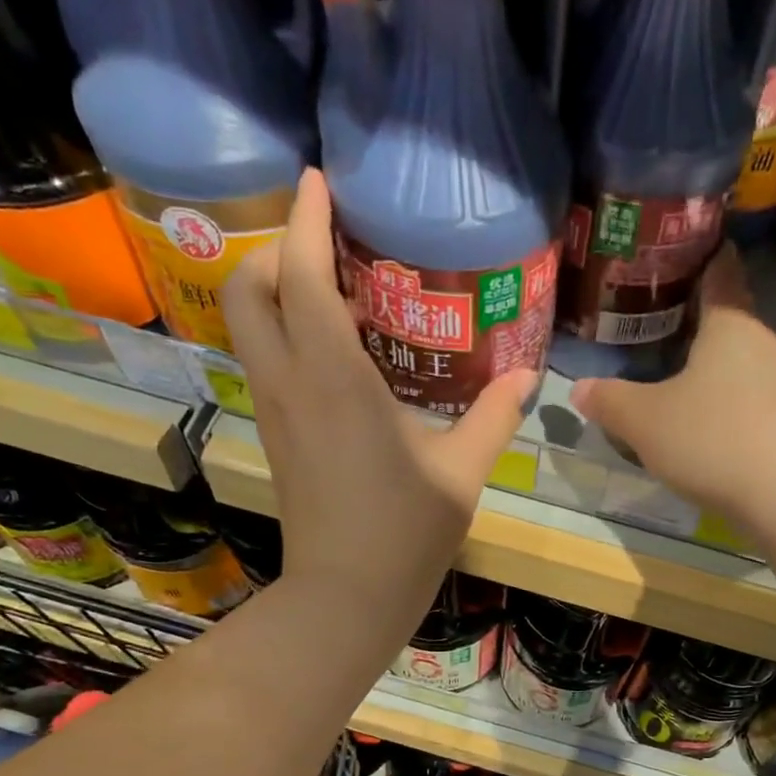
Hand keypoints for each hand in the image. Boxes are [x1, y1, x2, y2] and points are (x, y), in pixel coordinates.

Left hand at [221, 169, 535, 639]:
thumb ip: (492, 417)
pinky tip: (330, 347)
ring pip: (248, 325)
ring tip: (326, 284)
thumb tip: (527, 377)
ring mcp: (275, 411)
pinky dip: (282, 330)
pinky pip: (265, 359)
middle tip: (322, 242)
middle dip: (273, 249)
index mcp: (334, 378)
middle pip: (249, 288)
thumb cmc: (405, 532)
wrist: (345, 595)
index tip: (316, 180)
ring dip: (272, 289)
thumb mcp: (461, 472)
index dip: (304, 219)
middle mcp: (291, 382)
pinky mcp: (277, 435)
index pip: (301, 275)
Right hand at [570, 248, 775, 534]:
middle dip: (697, 324)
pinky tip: (708, 430)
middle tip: (656, 328)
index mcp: (730, 324)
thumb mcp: (644, 421)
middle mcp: (765, 344)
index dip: (701, 258)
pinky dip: (731, 407)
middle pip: (730, 323)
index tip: (680, 254)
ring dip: (714, 371)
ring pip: (742, 366)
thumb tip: (578, 389)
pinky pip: (754, 403)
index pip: (719, 273)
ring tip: (676, 381)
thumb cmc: (712, 438)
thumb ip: (610, 402)